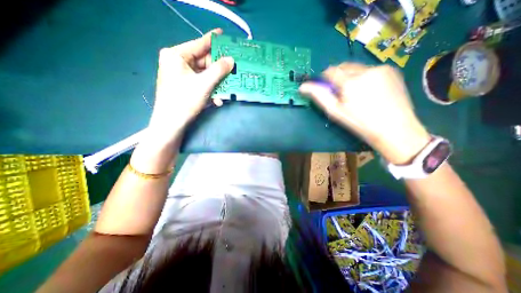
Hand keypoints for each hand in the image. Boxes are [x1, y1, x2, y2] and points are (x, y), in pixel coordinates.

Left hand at [147, 29, 234, 144]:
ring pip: (204, 75)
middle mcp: (177, 62)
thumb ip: (219, 70)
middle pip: (204, 62)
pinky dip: (210, 90)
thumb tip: (231, 59)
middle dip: (219, 70)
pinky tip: (217, 99)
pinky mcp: (185, 86)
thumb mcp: (204, 84)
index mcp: (176, 55)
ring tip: (227, 90)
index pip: (199, 44)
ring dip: (217, 84)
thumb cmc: (184, 100)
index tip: (225, 35)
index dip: (213, 40)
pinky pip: (201, 83)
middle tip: (233, 70)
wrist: (171, 124)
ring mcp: (181, 75)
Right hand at [299, 63, 429, 162]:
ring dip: (351, 76)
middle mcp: (366, 70)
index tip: (326, 87)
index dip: (325, 78)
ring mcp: (381, 68)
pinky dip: (364, 76)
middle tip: (341, 92)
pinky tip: (369, 90)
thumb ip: (319, 96)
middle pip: (344, 66)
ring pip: (356, 67)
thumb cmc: (359, 123)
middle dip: (338, 76)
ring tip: (356, 93)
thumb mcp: (335, 112)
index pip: (330, 71)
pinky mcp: (392, 70)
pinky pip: (370, 69)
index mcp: (350, 82)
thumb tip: (303, 87)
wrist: (394, 128)